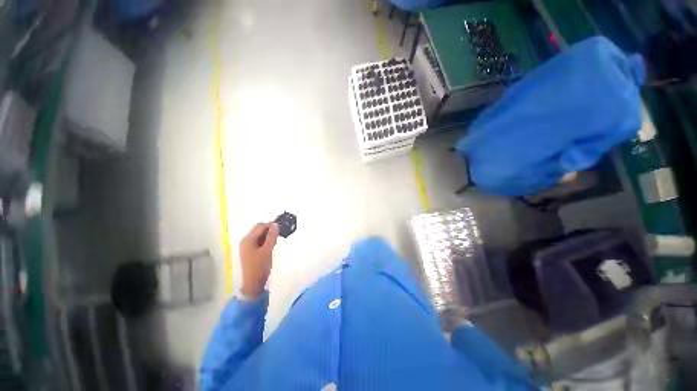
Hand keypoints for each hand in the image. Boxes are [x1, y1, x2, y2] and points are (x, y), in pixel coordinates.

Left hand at [239, 222, 278, 296]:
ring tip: (275, 242)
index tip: (281, 228)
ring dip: (268, 236)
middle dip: (269, 230)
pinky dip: (265, 241)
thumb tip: (276, 224)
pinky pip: (258, 241)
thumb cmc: (260, 266)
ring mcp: (247, 246)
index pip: (260, 226)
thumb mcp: (267, 250)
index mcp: (248, 240)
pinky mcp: (250, 250)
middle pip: (259, 229)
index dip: (271, 225)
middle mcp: (246, 241)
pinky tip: (270, 246)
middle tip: (278, 236)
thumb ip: (272, 236)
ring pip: (259, 235)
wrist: (253, 283)